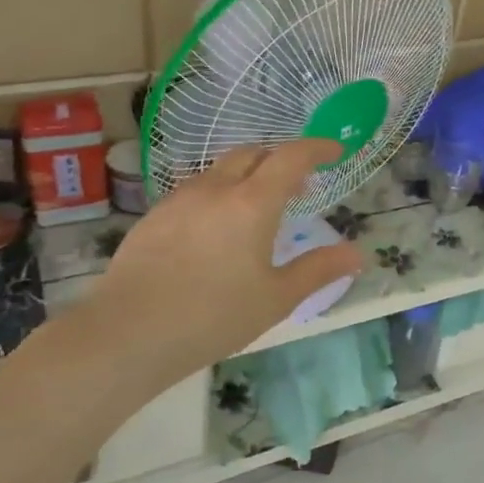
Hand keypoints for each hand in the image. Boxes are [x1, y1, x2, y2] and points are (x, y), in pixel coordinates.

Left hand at [77, 140, 362, 384]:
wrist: (126, 334)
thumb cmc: (213, 317)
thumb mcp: (276, 298)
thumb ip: (319, 270)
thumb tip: (357, 254)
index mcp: (252, 203)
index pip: (291, 157)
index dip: (317, 147)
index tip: (336, 150)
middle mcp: (215, 189)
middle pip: (252, 153)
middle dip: (280, 159)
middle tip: (298, 184)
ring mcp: (179, 200)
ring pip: (219, 170)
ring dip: (246, 175)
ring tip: (257, 207)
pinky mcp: (153, 217)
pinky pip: (194, 190)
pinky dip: (217, 194)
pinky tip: (215, 229)